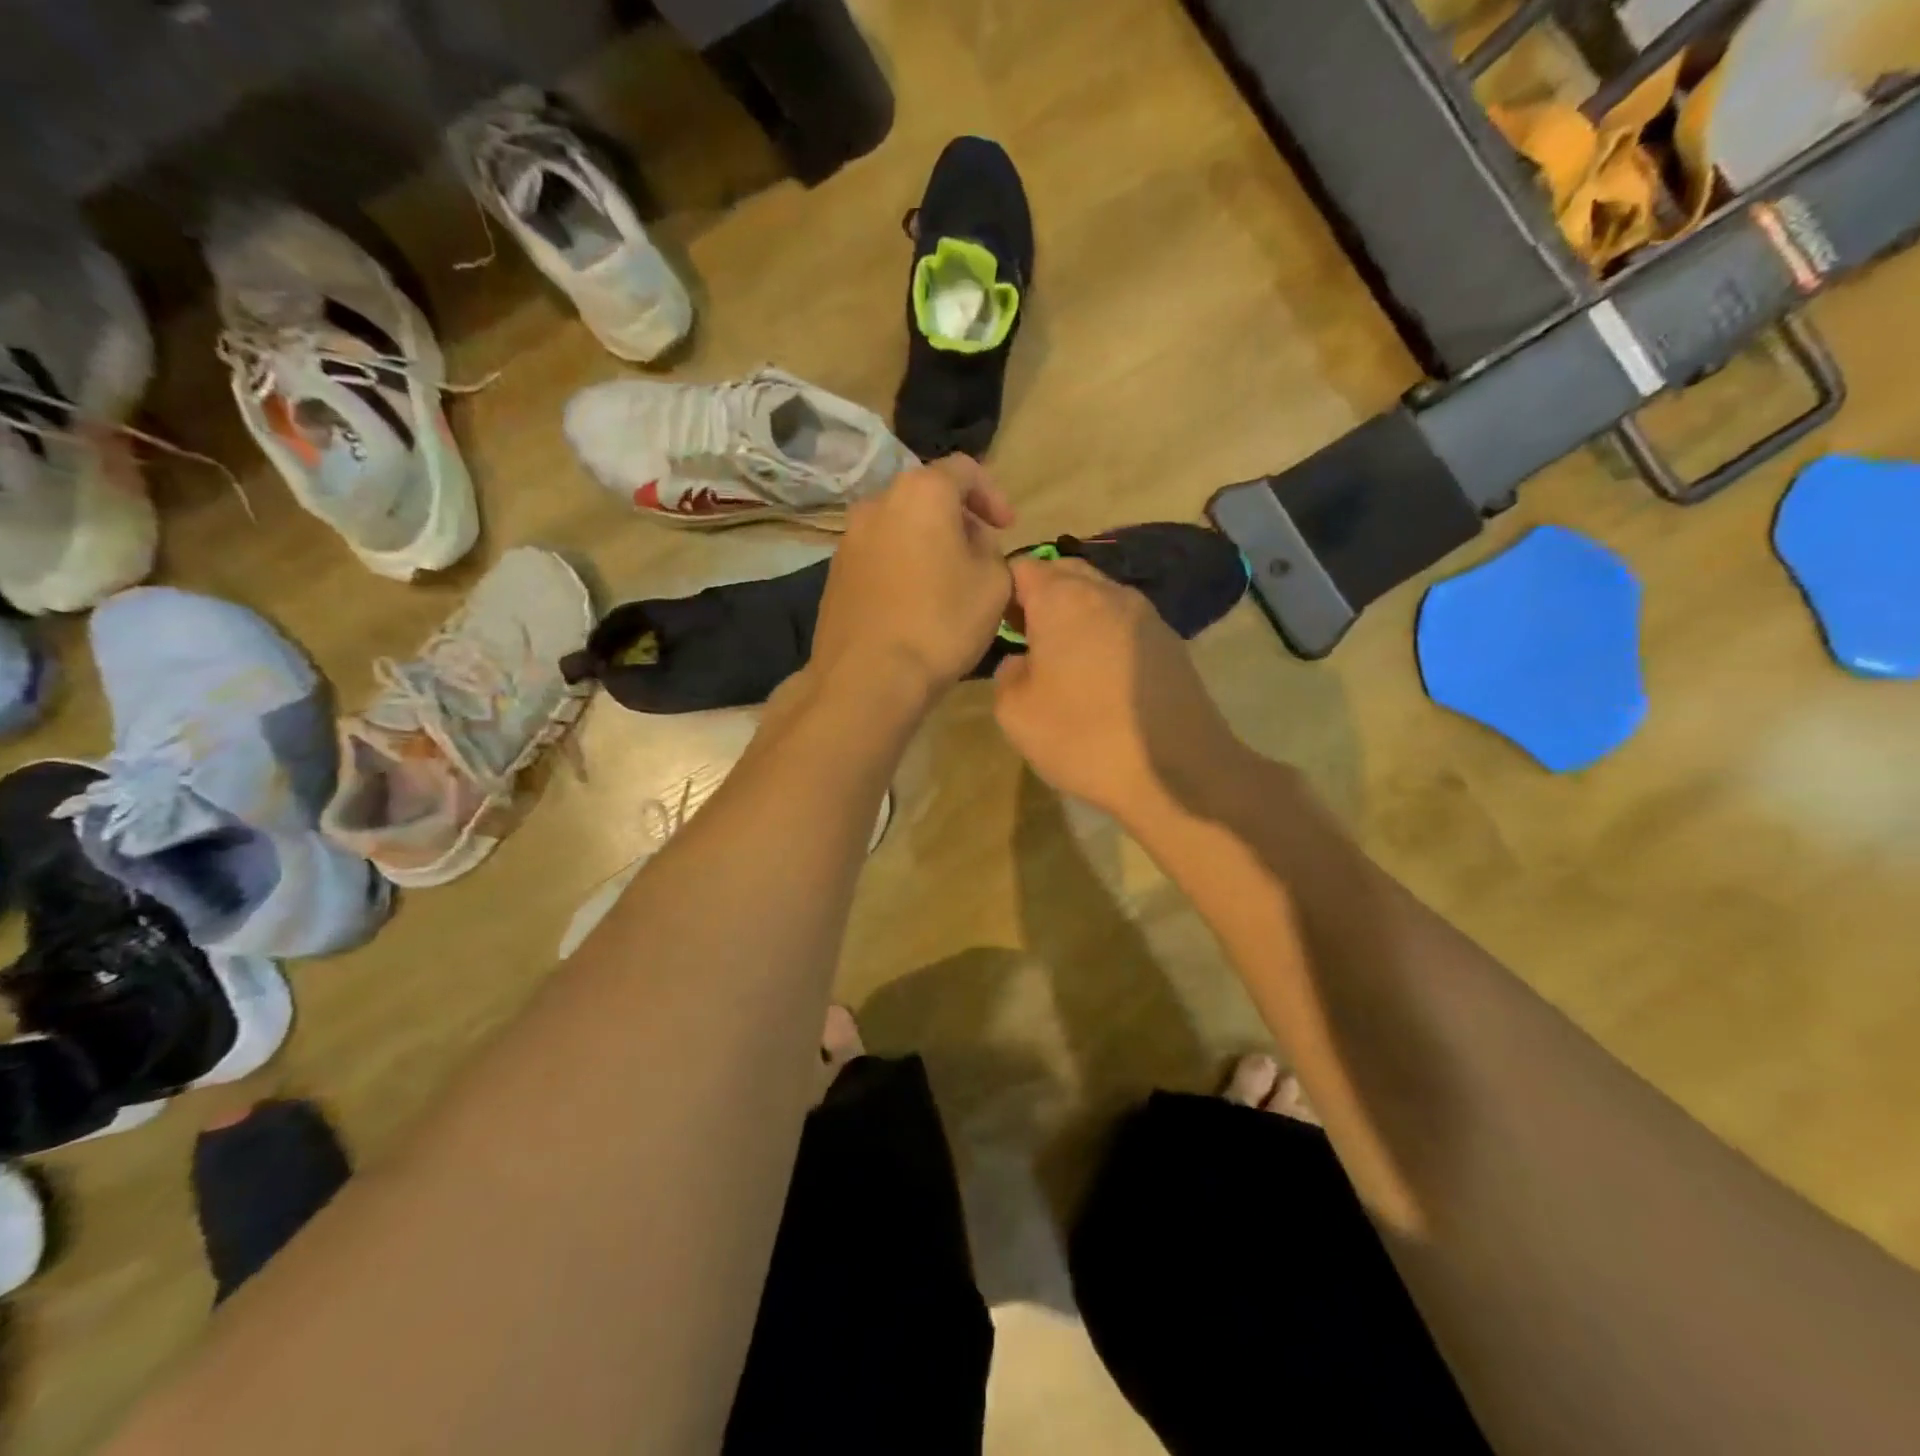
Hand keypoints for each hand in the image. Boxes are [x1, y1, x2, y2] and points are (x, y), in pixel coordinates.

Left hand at [809, 456, 1015, 709]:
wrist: (868, 677)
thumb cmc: (941, 624)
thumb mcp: (994, 583)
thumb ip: (991, 550)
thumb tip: (972, 544)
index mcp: (921, 493)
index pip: (964, 470)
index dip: (993, 495)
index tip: (1008, 528)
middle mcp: (877, 503)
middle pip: (927, 497)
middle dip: (958, 520)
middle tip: (980, 555)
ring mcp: (849, 539)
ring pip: (900, 527)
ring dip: (928, 544)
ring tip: (947, 582)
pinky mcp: (835, 574)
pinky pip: (879, 557)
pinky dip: (902, 566)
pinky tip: (914, 603)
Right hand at [993, 557, 1242, 825]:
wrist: (1175, 772)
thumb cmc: (1082, 737)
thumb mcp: (1015, 713)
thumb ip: (1006, 673)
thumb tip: (1022, 660)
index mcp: (1063, 598)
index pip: (1022, 566)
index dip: (1003, 591)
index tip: (996, 626)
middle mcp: (1108, 592)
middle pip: (1064, 573)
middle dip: (1040, 597)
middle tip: (1026, 639)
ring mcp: (1146, 614)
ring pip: (1098, 596)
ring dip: (1076, 616)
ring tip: (1064, 660)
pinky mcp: (1171, 641)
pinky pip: (1124, 623)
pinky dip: (1105, 635)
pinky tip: (1101, 676)